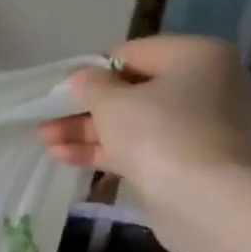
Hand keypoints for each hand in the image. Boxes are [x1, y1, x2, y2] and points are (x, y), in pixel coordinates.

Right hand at [37, 36, 250, 239]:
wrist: (205, 197)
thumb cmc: (158, 132)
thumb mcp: (112, 102)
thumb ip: (91, 85)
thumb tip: (82, 78)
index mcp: (196, 56)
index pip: (133, 54)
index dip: (93, 71)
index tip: (62, 90)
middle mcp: (205, 85)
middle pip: (132, 91)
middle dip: (85, 108)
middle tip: (48, 118)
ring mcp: (197, 126)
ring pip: (132, 123)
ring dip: (87, 131)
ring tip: (45, 141)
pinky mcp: (187, 159)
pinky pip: (140, 147)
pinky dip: (106, 150)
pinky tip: (64, 157)